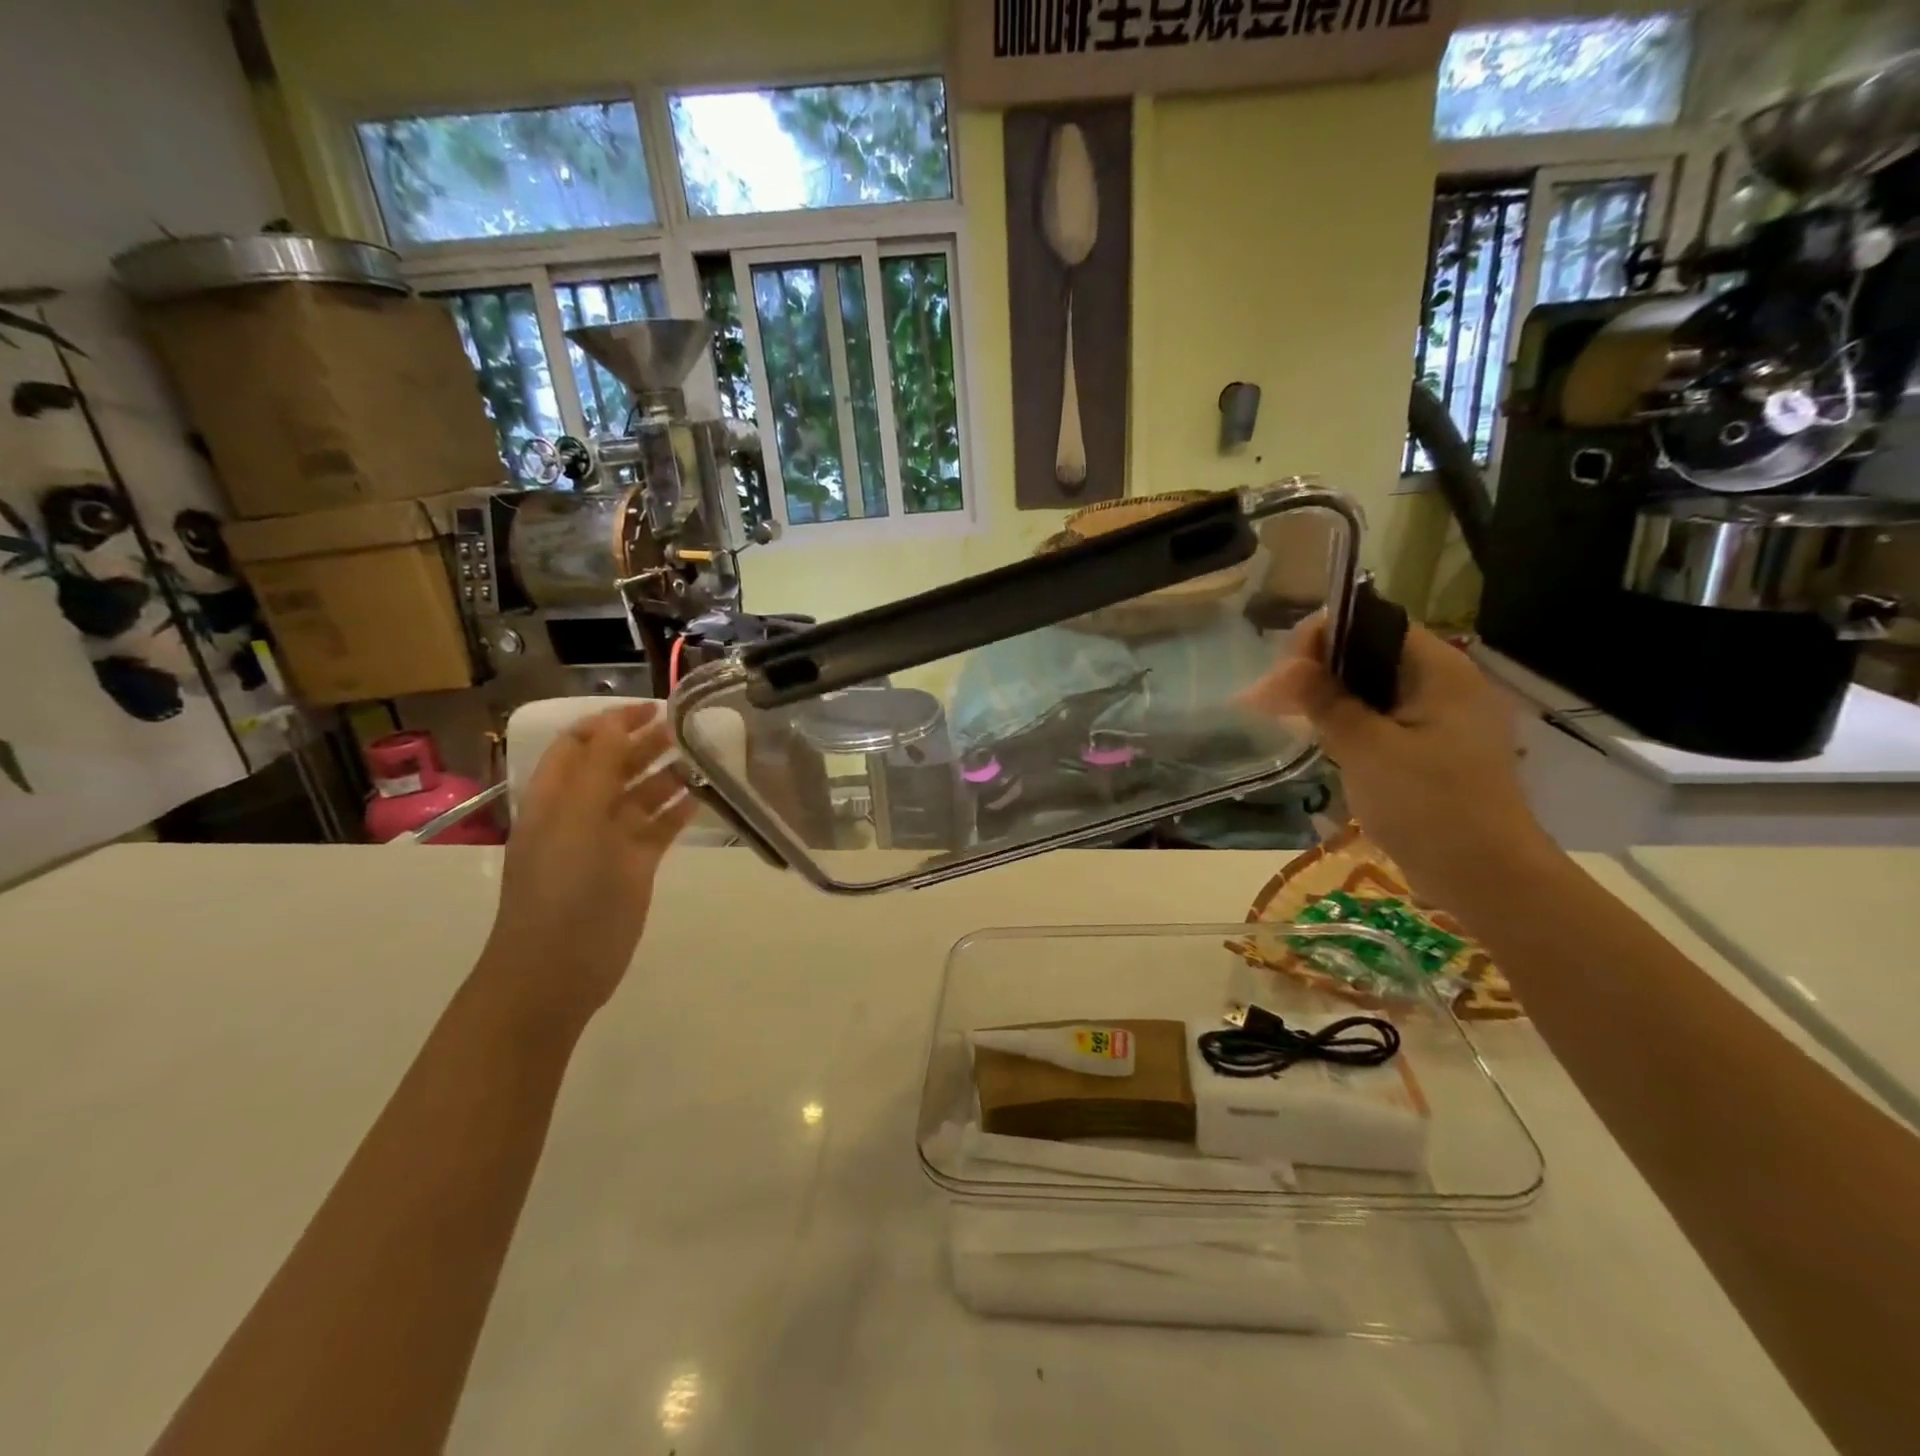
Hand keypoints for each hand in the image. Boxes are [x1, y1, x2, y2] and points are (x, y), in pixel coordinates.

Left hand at [481, 703, 693, 1026]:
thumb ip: (598, 769)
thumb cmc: (562, 890)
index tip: (653, 708)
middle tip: (686, 729)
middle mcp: (580, 813)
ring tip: (702, 757)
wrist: (558, 970)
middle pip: (613, 766)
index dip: (611, 722)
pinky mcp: (634, 867)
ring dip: (667, 775)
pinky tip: (702, 797)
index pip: (580, 744)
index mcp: (555, 797)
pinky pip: (658, 828)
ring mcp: (609, 841)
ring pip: (640, 796)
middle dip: (645, 743)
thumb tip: (616, 722)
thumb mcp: (576, 820)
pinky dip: (678, 811)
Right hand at [1242, 616, 1555, 907]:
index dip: (1325, 636)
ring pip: (1373, 691)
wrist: (1484, 877)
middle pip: (1371, 656)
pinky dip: (1348, 724)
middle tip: (1272, 699)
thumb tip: (1287, 666)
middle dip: (1318, 670)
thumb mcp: (1366, 747)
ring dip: (1328, 698)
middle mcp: (1445, 686)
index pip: (1376, 625)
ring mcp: (1441, 721)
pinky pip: (1383, 722)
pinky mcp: (1433, 753)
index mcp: (1441, 671)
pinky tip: (1318, 740)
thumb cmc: (1427, 804)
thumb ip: (1325, 701)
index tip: (1285, 669)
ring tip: (1284, 717)